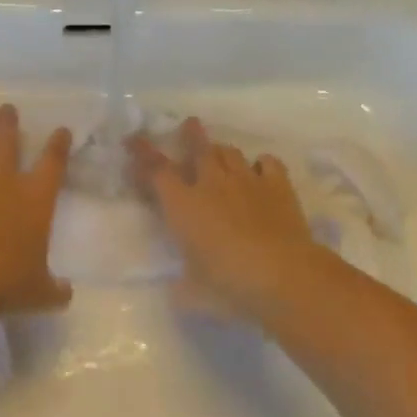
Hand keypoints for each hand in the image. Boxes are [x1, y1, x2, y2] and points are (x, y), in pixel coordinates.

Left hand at [0, 105, 72, 315]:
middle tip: (8, 108)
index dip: (58, 144)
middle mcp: (5, 180)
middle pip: (9, 142)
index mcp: (36, 198)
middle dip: (10, 124)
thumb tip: (66, 294)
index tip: (61, 130)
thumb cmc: (6, 280)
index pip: (53, 162)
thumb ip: (54, 289)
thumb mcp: (39, 292)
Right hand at [129, 117, 327, 319]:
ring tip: (221, 154)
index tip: (133, 140)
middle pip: (198, 148)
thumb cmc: (229, 285)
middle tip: (189, 124)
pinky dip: (262, 164)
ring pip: (230, 152)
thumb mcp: (193, 293)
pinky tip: (261, 170)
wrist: (283, 275)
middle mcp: (212, 184)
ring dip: (222, 151)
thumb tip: (177, 290)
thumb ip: (182, 287)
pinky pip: (268, 163)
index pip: (156, 171)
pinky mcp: (278, 186)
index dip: (142, 154)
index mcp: (183, 205)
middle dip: (191, 134)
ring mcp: (247, 180)